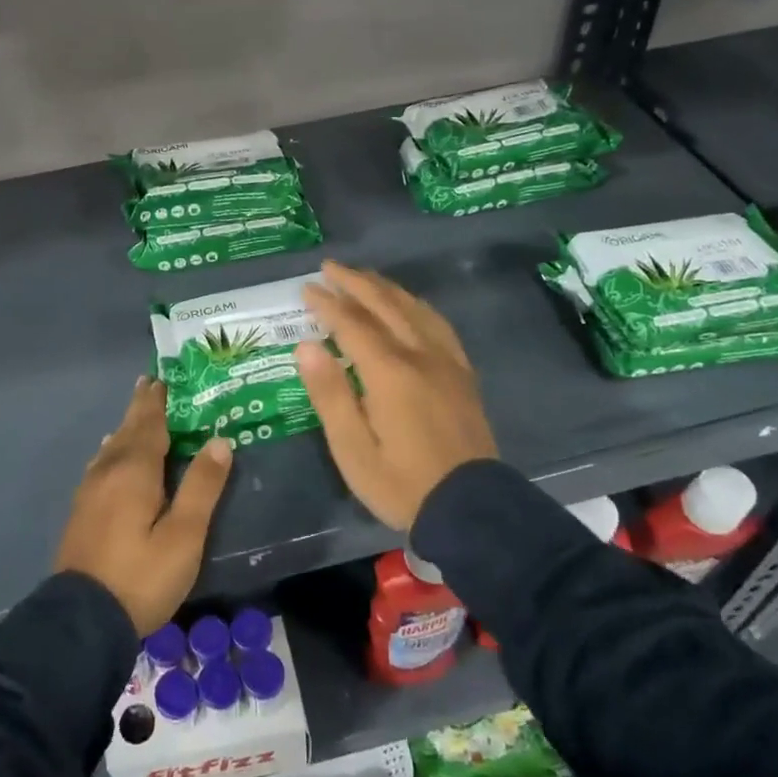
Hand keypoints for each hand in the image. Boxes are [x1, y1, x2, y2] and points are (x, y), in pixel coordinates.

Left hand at [54, 378, 233, 635]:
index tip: (163, 377)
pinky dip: (113, 449)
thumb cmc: (141, 576)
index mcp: (134, 470)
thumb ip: (202, 487)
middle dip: (140, 407)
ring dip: (126, 427)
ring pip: (111, 447)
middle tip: (150, 383)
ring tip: (136, 414)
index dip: (158, 401)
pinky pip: (102, 464)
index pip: (149, 424)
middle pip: (126, 430)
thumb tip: (219, 440)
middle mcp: (108, 471)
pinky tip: (110, 455)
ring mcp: (90, 491)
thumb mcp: (184, 535)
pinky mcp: (82, 511)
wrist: (82, 620)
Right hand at [296, 260, 498, 531]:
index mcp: (390, 372)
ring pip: (414, 309)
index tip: (306, 289)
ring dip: (385, 288)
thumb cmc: (401, 483)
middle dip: (355, 282)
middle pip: (386, 305)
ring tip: (363, 277)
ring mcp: (447, 362)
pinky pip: (438, 324)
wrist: (471, 508)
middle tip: (329, 268)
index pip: (353, 324)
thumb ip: (329, 394)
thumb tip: (306, 346)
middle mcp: (421, 355)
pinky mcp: (462, 373)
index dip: (328, 304)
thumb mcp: (353, 449)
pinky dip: (416, 305)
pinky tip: (409, 306)